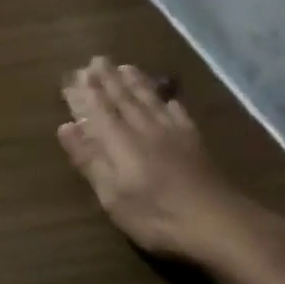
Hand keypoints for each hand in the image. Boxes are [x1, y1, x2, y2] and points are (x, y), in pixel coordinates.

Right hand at [58, 57, 271, 269]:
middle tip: (96, 59)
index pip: (97, 109)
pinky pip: (179, 115)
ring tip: (125, 67)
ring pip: (150, 101)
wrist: (219, 224)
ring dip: (135, 83)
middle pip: (123, 99)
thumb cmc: (155, 215)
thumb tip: (66, 126)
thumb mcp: (112, 195)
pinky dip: (169, 103)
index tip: (74, 74)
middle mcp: (144, 129)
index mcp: (119, 141)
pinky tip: (168, 98)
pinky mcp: (195, 144)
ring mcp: (173, 134)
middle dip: (107, 79)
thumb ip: (89, 159)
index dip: (85, 92)